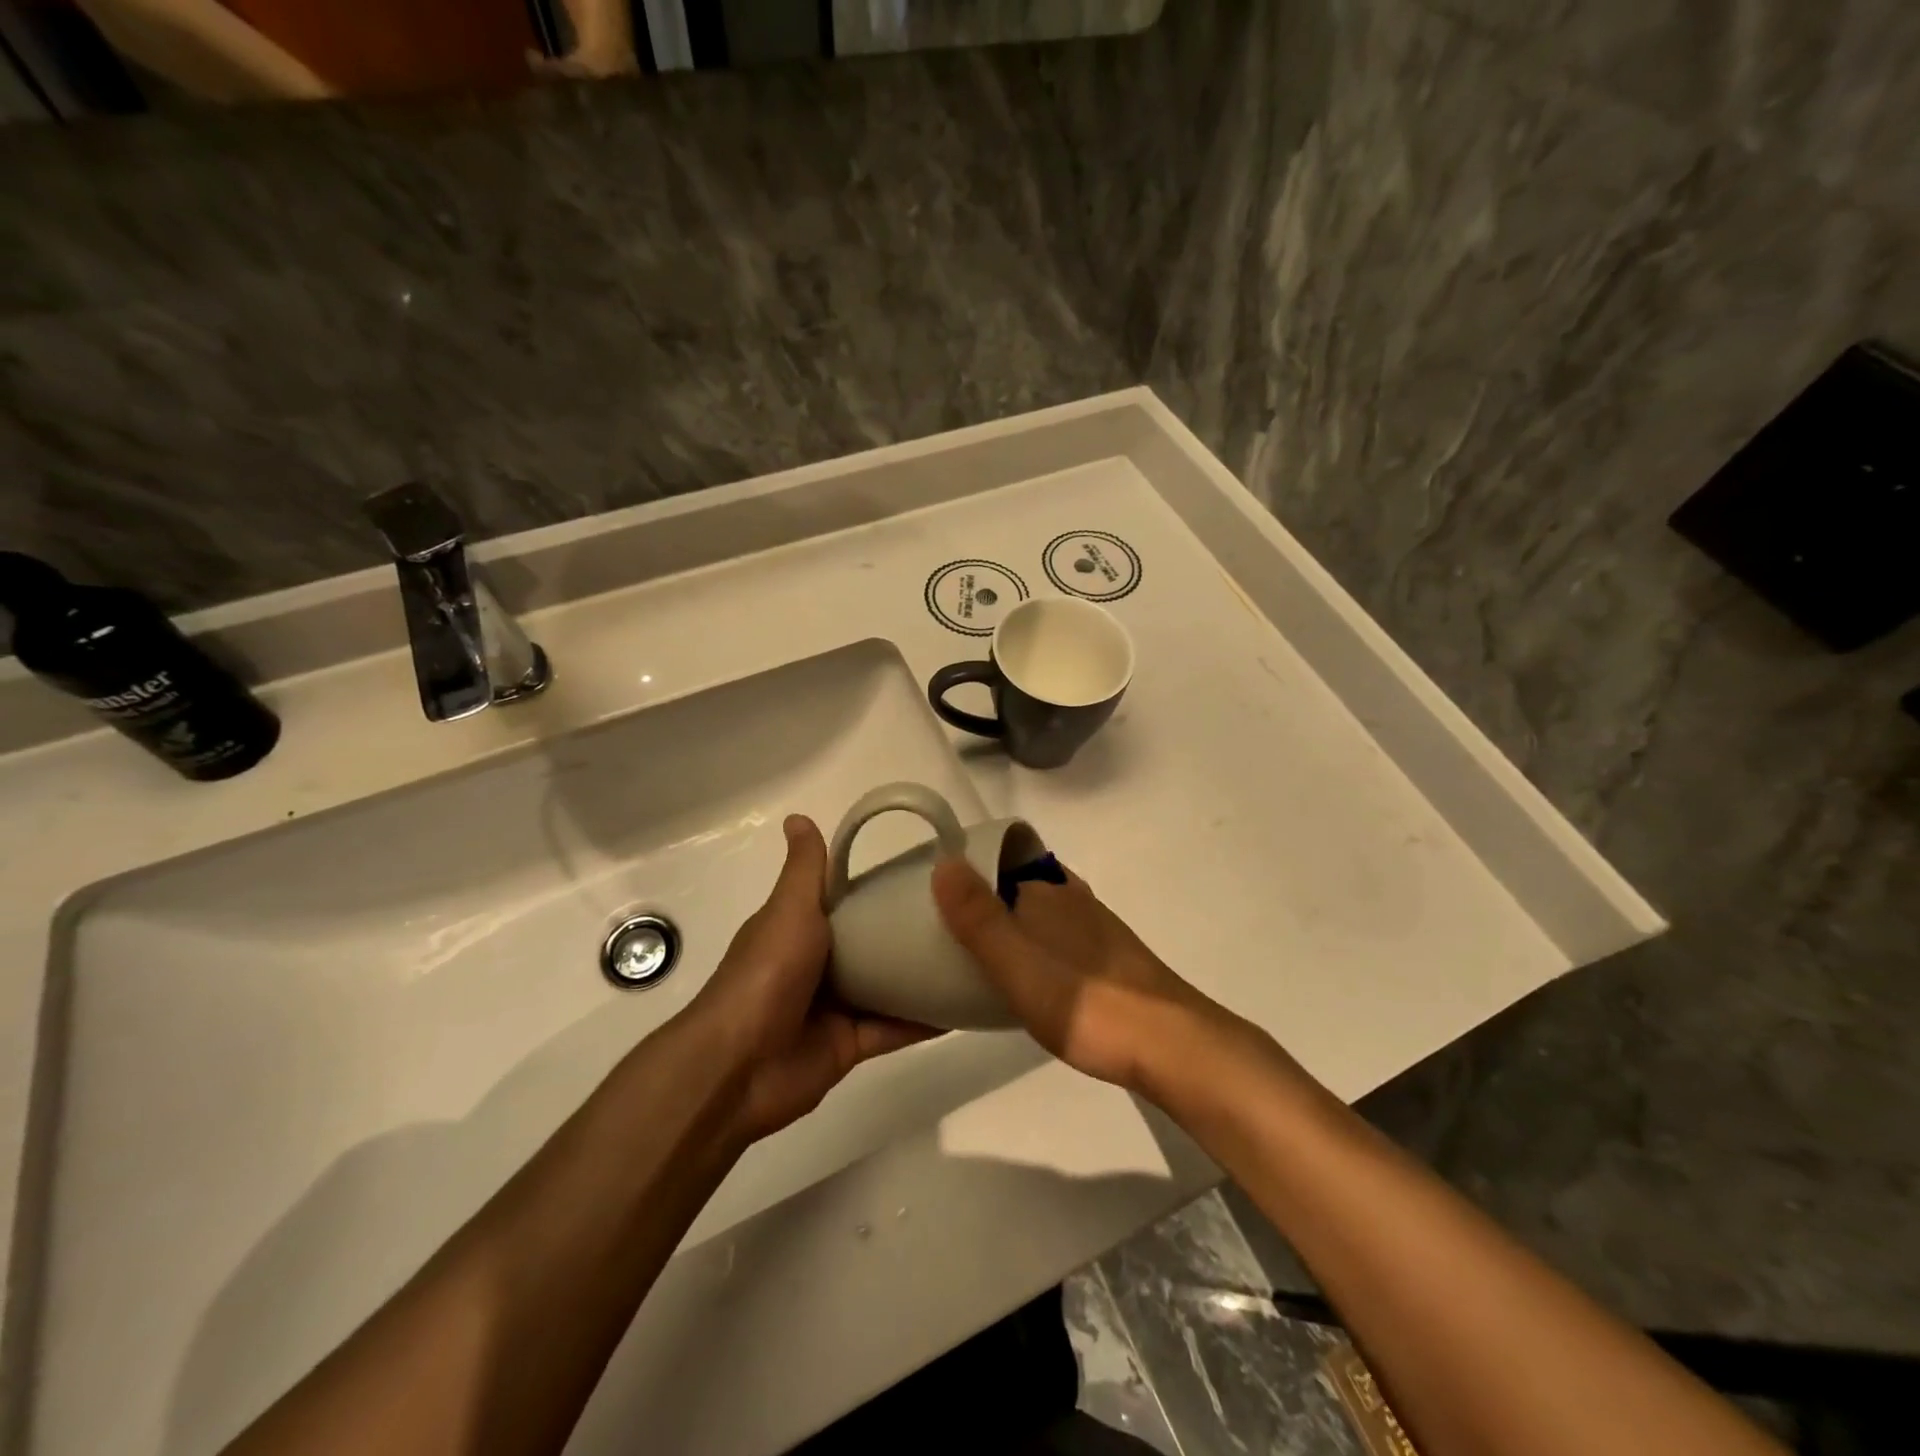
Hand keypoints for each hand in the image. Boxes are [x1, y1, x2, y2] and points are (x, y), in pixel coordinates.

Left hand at [687, 815, 933, 1143]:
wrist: (739, 1067)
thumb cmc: (766, 975)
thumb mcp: (789, 911)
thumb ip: (806, 870)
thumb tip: (798, 816)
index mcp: (799, 929)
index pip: (845, 901)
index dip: (879, 888)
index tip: (926, 875)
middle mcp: (817, 965)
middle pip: (870, 945)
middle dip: (907, 933)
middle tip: (961, 916)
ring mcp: (834, 1007)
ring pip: (886, 987)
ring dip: (919, 976)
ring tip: (971, 957)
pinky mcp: (849, 1045)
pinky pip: (893, 1029)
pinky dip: (923, 1020)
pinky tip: (961, 1007)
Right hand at [931, 855, 1233, 1095]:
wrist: (1167, 1044)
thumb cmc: (1084, 1001)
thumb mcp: (1015, 961)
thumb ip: (977, 915)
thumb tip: (944, 861)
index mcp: (1047, 889)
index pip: (998, 859)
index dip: (966, 871)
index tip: (933, 896)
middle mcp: (1072, 897)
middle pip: (1017, 884)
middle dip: (984, 898)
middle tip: (945, 931)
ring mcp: (1095, 926)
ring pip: (1039, 912)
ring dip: (1009, 923)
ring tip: (976, 956)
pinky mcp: (1109, 958)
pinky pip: (1057, 938)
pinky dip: (1034, 946)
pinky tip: (1026, 979)